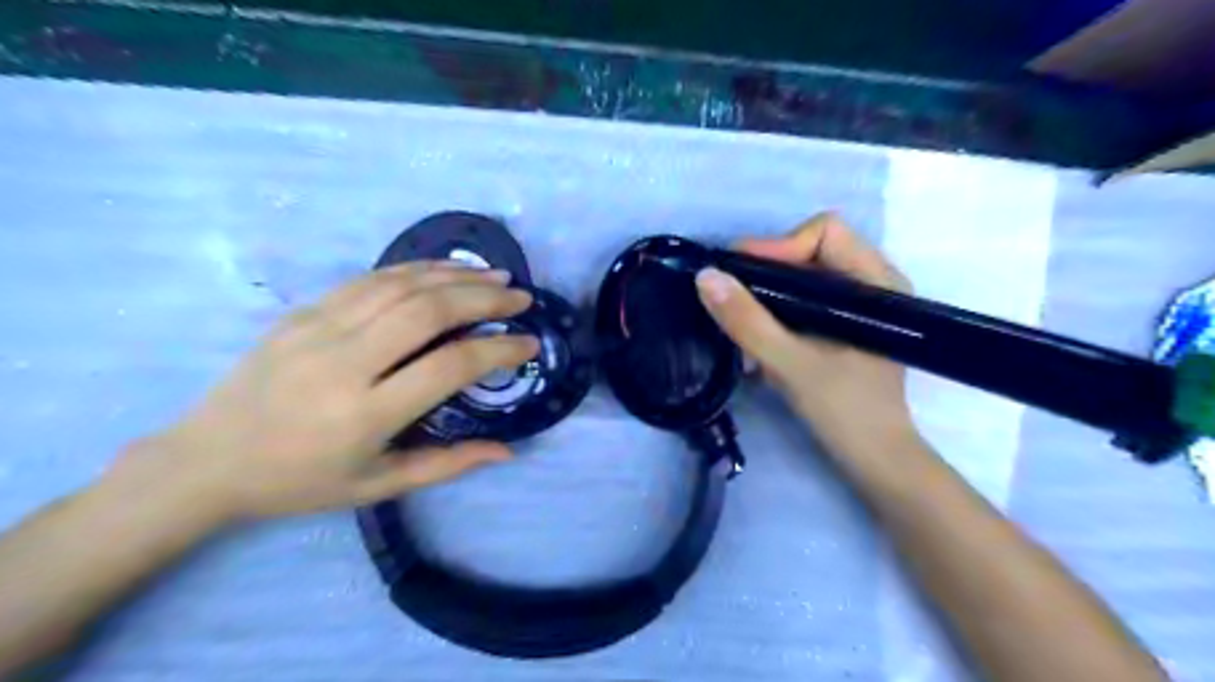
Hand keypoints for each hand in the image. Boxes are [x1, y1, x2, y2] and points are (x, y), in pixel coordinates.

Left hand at [107, 262, 535, 521]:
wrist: (205, 460)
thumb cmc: (299, 481)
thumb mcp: (378, 485)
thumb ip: (448, 465)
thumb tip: (507, 449)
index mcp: (366, 414)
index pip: (450, 365)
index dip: (498, 350)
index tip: (529, 344)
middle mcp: (345, 362)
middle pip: (429, 312)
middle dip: (485, 299)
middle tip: (521, 299)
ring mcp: (319, 329)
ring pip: (401, 286)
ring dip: (456, 276)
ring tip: (496, 277)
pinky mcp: (303, 312)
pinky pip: (369, 280)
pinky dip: (416, 270)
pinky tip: (445, 270)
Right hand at [698, 214, 917, 455]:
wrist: (876, 461)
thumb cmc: (845, 411)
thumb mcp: (790, 364)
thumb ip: (747, 321)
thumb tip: (705, 277)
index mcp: (878, 282)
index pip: (825, 232)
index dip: (779, 246)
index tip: (739, 275)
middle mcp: (873, 284)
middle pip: (811, 251)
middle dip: (765, 271)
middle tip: (729, 295)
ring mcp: (859, 307)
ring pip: (803, 278)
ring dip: (766, 294)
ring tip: (736, 320)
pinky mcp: (844, 327)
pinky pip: (804, 302)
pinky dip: (775, 313)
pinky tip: (754, 339)